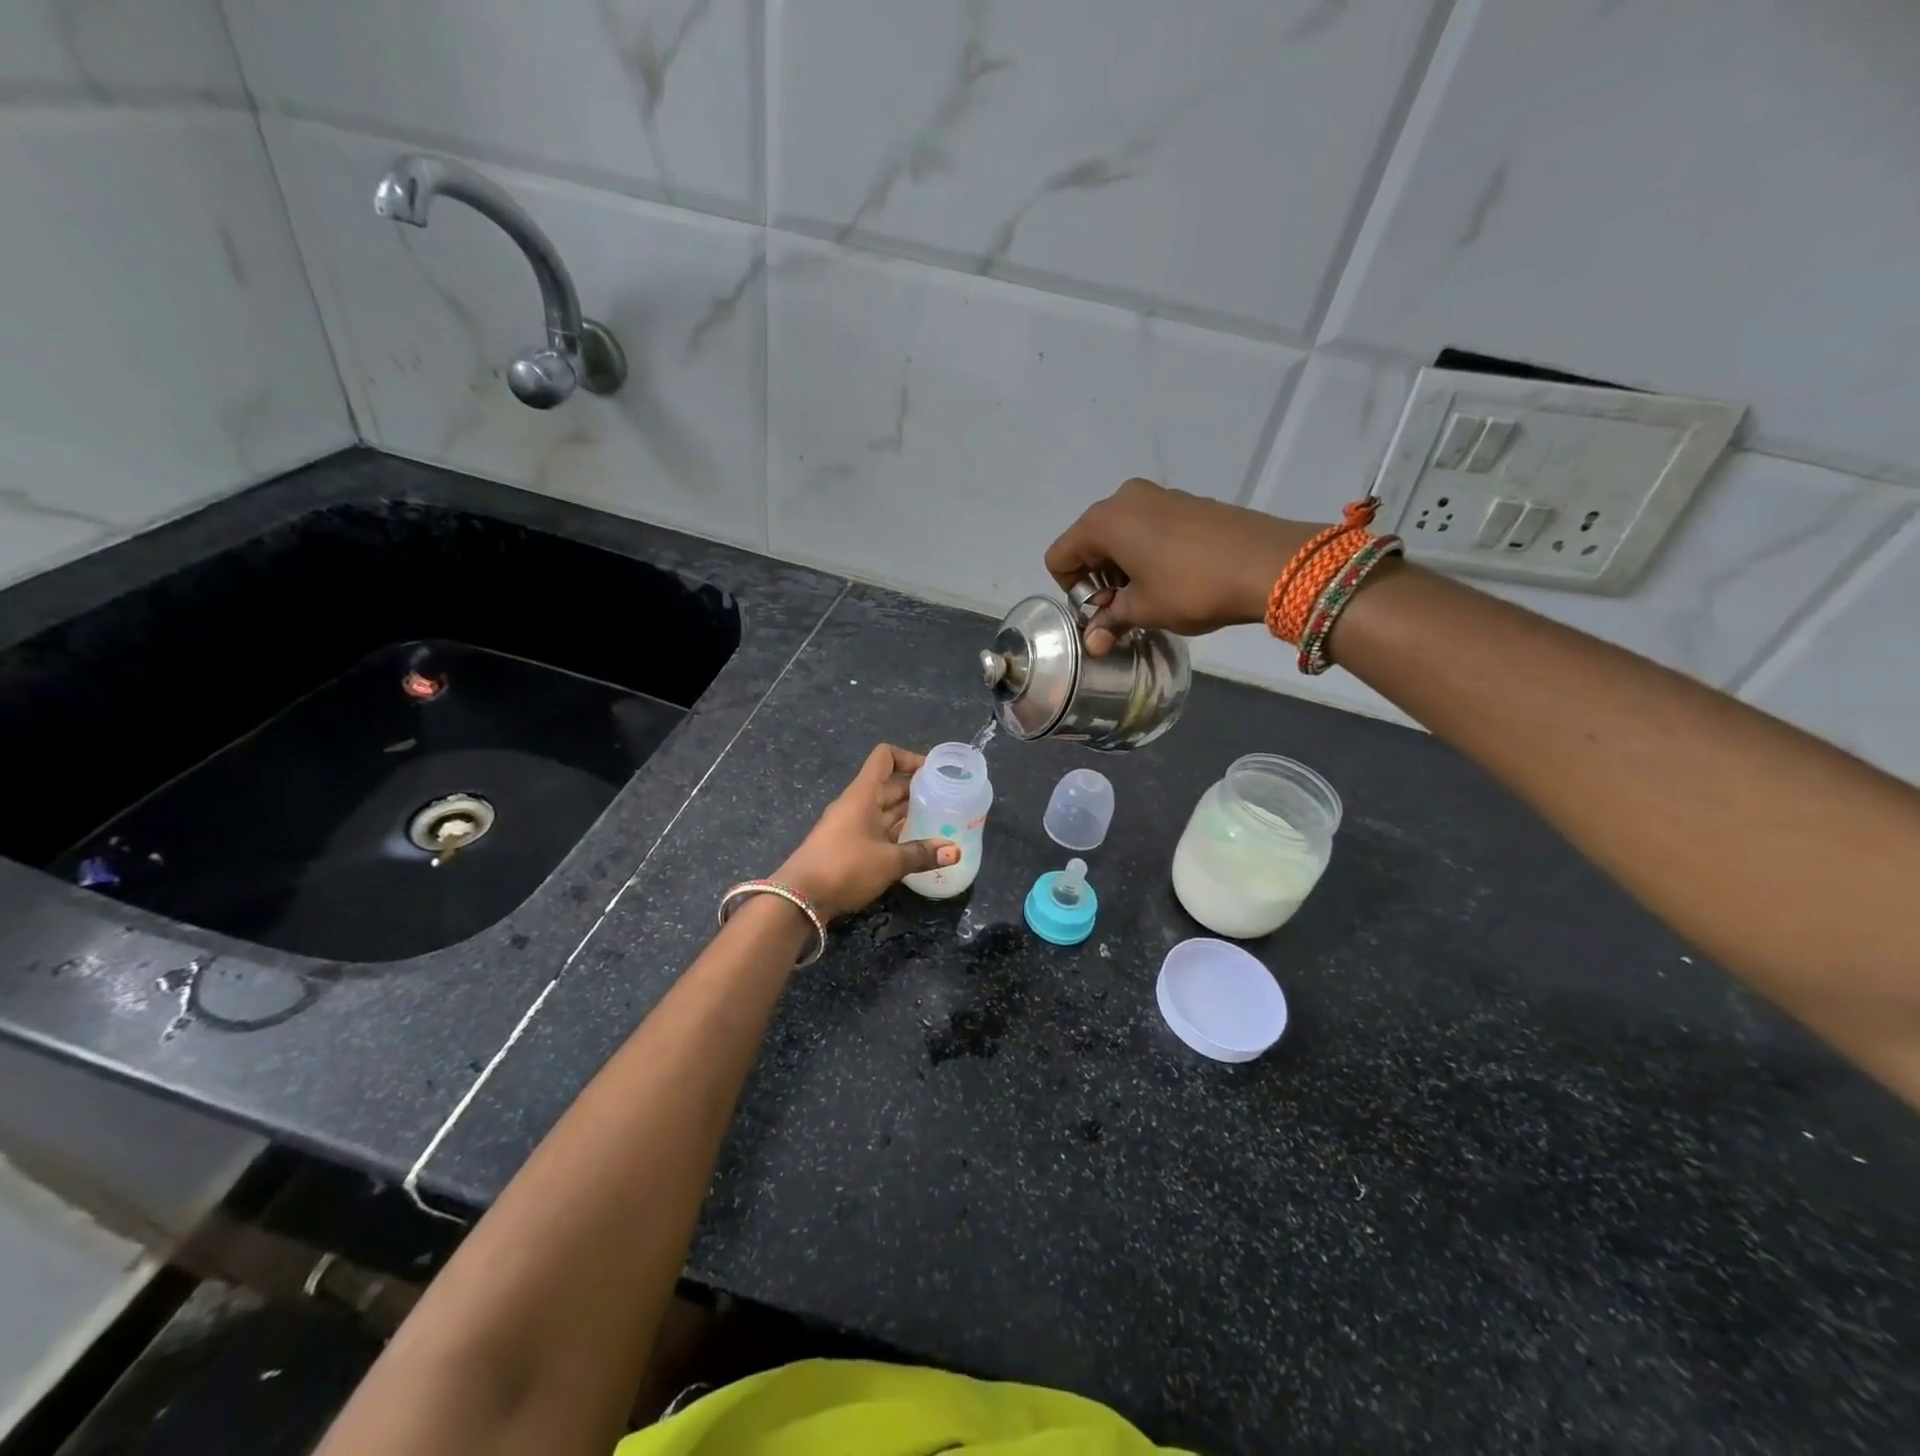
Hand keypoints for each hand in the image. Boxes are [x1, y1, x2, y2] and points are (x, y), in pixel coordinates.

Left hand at [775, 744, 957, 921]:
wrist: (799, 898)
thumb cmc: (845, 867)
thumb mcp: (889, 861)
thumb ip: (922, 854)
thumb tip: (954, 852)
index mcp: (863, 794)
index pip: (885, 757)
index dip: (909, 758)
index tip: (934, 772)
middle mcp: (856, 803)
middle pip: (890, 784)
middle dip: (917, 790)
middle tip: (948, 801)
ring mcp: (850, 824)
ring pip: (885, 809)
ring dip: (909, 813)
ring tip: (939, 823)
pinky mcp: (847, 845)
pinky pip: (878, 829)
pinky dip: (897, 832)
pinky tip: (917, 845)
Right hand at [1044, 478, 1316, 653]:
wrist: (1270, 562)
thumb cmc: (1193, 586)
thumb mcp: (1144, 610)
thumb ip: (1110, 621)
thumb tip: (1093, 642)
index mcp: (1103, 521)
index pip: (1059, 556)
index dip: (1072, 590)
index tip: (1101, 612)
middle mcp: (1124, 498)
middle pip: (1087, 542)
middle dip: (1096, 579)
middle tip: (1124, 608)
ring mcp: (1157, 495)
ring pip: (1118, 534)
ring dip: (1121, 567)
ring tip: (1150, 595)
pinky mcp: (1185, 501)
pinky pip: (1146, 526)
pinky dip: (1145, 552)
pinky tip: (1172, 577)